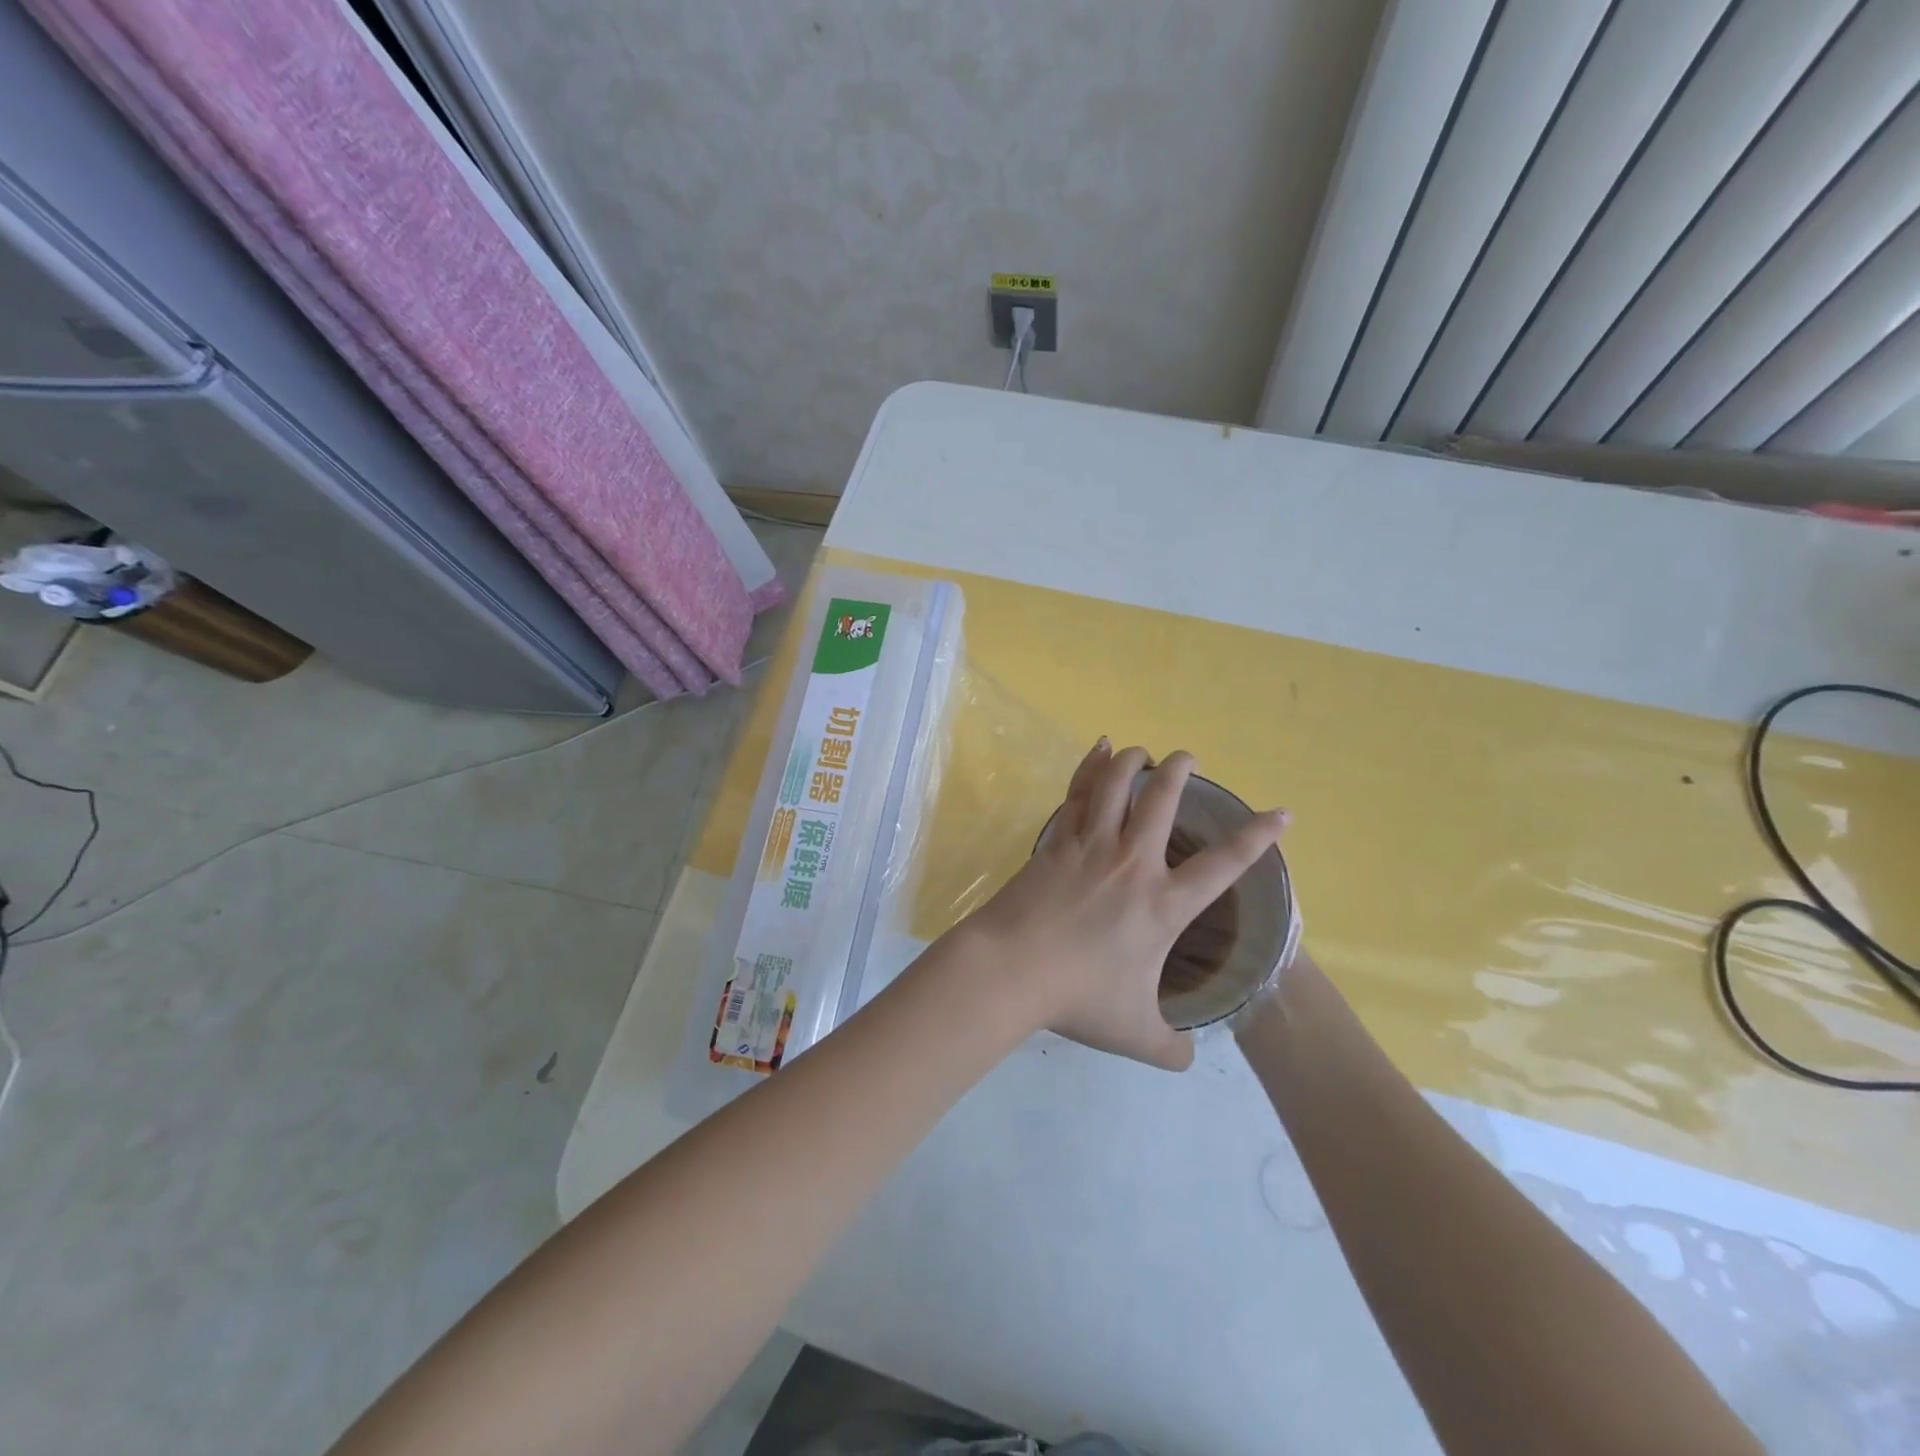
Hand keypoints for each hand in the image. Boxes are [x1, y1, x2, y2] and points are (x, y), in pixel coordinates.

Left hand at [957, 739, 1287, 1070]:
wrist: (1011, 969)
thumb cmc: (1077, 998)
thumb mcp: (1135, 1035)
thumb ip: (1169, 1047)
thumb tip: (1186, 1058)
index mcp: (1163, 905)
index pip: (1225, 865)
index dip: (1257, 836)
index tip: (1281, 813)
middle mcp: (1132, 863)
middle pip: (1162, 801)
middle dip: (1180, 772)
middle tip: (1187, 757)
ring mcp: (1090, 846)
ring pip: (1116, 785)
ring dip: (1133, 761)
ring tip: (1142, 750)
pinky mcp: (1055, 841)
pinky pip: (1077, 793)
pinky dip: (1089, 767)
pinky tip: (1097, 750)